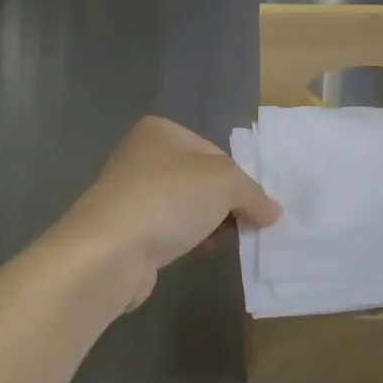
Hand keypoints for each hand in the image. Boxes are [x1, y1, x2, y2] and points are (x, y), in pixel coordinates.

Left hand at [52, 116, 281, 310]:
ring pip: (185, 206)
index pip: (215, 152)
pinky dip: (186, 239)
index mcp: (161, 130)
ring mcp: (130, 194)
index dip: (239, 179)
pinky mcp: (125, 230)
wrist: (109, 251)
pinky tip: (198, 252)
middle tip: (245, 225)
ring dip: (208, 223)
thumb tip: (272, 212)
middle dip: (225, 203)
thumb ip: (254, 193)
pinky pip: (167, 230)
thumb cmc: (169, 198)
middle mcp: (142, 155)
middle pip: (200, 179)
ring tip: (223, 241)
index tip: (254, 206)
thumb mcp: (226, 183)